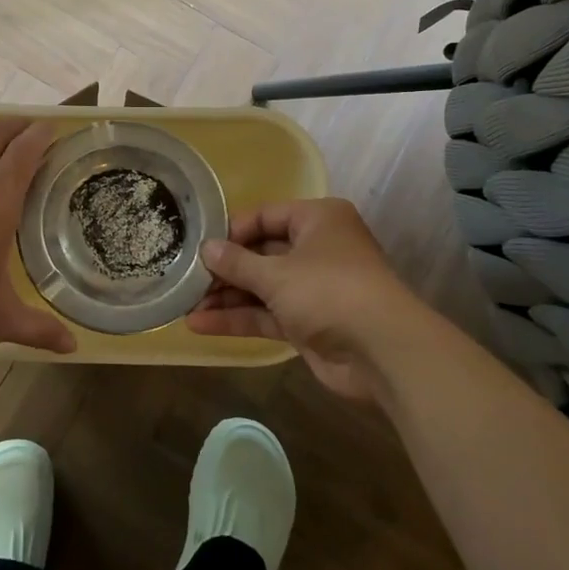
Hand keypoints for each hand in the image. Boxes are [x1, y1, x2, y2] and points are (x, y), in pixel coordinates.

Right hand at [189, 198, 423, 401]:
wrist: (384, 352)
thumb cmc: (329, 291)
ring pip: (262, 287)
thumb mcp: (276, 273)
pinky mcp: (309, 324)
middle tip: (186, 278)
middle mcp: (317, 249)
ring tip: (184, 304)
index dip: (232, 231)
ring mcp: (314, 289)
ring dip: (226, 297)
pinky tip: (200, 325)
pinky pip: (267, 314)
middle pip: (261, 253)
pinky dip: (238, 318)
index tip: (200, 246)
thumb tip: (206, 248)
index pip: (266, 216)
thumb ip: (237, 262)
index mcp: (318, 220)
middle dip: (224, 269)